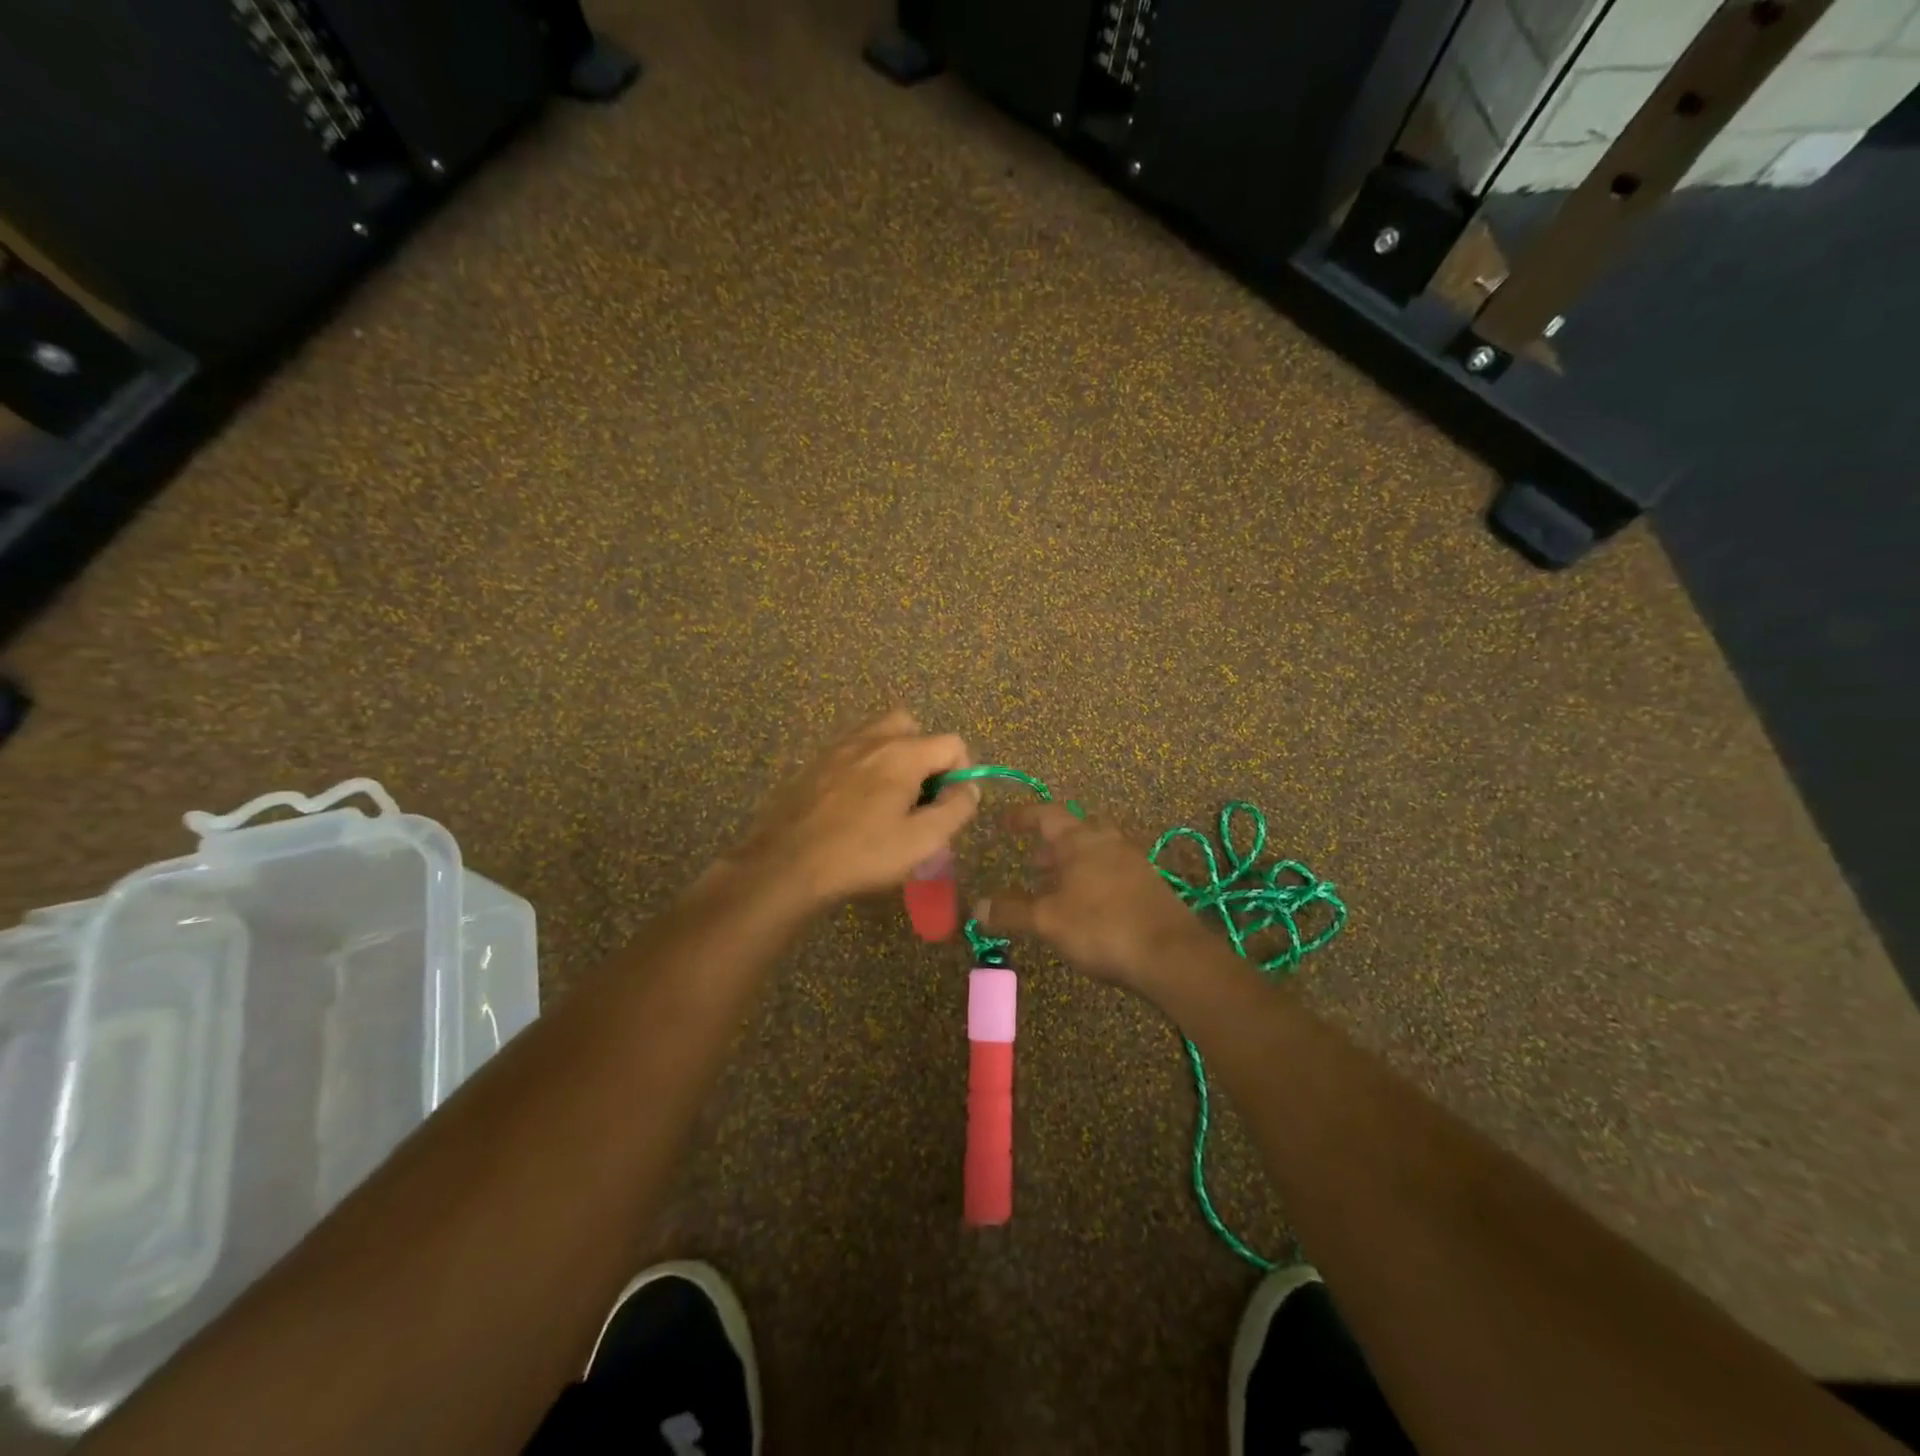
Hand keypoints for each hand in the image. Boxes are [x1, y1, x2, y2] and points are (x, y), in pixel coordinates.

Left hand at [730, 710, 980, 908]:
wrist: (785, 863)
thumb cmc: (861, 854)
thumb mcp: (921, 841)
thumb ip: (955, 810)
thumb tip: (969, 788)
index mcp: (902, 753)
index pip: (951, 742)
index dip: (962, 770)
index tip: (950, 804)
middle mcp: (871, 739)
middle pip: (911, 726)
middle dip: (925, 754)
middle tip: (919, 795)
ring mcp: (837, 748)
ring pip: (877, 734)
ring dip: (893, 756)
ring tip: (888, 798)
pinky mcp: (813, 763)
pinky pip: (850, 750)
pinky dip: (863, 765)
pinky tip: (854, 803)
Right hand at [975, 803, 1209, 992]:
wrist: (1171, 954)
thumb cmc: (1102, 927)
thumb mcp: (1048, 921)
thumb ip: (1011, 912)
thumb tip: (977, 906)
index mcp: (1080, 840)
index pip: (1046, 815)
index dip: (1023, 816)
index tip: (1005, 821)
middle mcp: (1107, 842)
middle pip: (1075, 830)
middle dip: (1052, 844)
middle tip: (1033, 861)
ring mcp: (1133, 862)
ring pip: (1096, 851)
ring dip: (1073, 863)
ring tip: (1057, 886)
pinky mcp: (1150, 885)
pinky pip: (1113, 870)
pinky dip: (1093, 878)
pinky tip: (1088, 906)